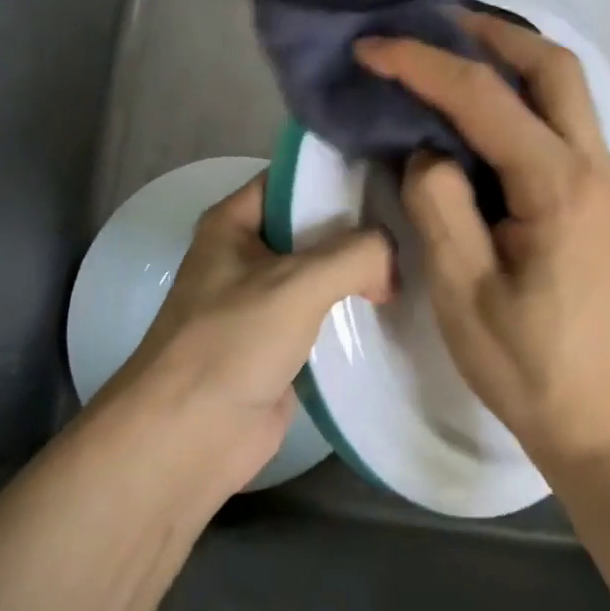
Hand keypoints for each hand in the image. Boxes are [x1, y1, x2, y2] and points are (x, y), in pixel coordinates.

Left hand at [107, 175, 393, 496]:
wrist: (190, 437)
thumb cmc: (231, 342)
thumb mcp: (297, 283)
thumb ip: (356, 254)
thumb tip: (392, 260)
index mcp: (234, 223)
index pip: (293, 180)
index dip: (340, 173)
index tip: (394, 174)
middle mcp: (247, 254)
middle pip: (313, 226)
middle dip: (361, 225)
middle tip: (418, 220)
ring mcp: (263, 301)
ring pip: (322, 272)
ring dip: (362, 271)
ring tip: (420, 258)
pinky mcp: (280, 343)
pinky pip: (325, 314)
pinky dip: (356, 310)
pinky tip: (399, 305)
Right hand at [353, 16, 609, 467]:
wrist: (608, 422)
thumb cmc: (531, 366)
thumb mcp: (464, 291)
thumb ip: (440, 205)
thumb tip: (428, 151)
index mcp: (557, 186)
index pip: (484, 98)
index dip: (423, 65)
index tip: (372, 49)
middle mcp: (592, 167)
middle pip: (552, 66)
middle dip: (490, 33)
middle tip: (432, 23)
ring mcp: (604, 181)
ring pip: (565, 89)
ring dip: (512, 58)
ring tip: (453, 52)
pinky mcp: (598, 200)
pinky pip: (563, 122)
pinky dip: (523, 95)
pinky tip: (483, 112)